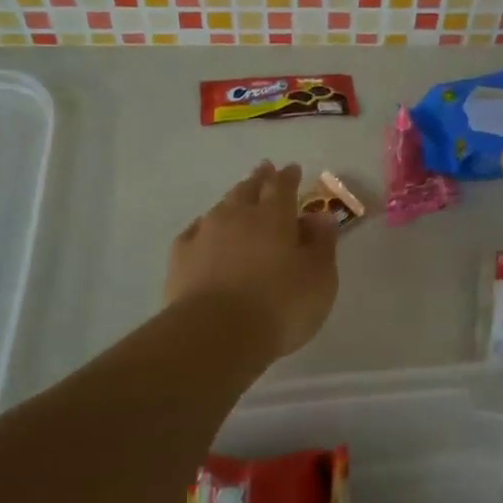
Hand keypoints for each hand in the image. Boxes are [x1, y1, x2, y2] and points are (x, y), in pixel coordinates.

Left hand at [165, 162, 339, 360]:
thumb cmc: (280, 305)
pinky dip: (205, 228)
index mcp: (274, 216)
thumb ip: (322, 244)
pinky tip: (205, 233)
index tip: (292, 169)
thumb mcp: (319, 278)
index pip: (282, 186)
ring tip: (238, 200)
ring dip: (232, 201)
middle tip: (264, 171)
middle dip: (259, 179)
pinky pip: (195, 231)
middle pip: (248, 189)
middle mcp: (237, 215)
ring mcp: (205, 233)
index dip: (288, 176)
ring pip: (221, 207)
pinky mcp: (180, 257)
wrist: (216, 333)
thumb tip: (321, 217)